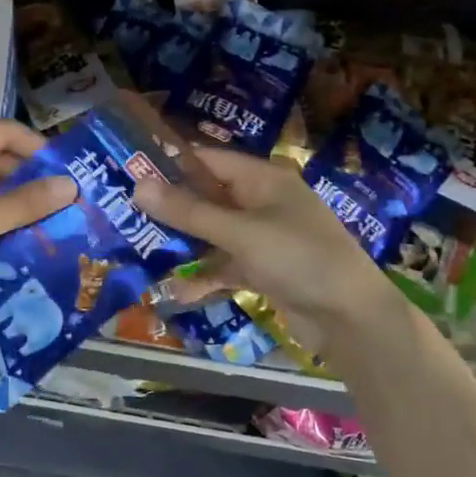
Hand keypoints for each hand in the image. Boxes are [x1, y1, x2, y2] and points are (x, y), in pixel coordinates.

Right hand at [132, 147, 403, 339]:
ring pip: (213, 233)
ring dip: (183, 244)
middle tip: (124, 212)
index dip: (170, 162)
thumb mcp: (240, 232)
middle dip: (170, 207)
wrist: (351, 317)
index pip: (208, 159)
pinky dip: (204, 276)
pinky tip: (176, 292)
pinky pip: (225, 266)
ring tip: (138, 250)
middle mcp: (261, 202)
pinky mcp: (264, 269)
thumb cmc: (298, 258)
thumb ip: (189, 211)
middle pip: (207, 196)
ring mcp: (263, 237)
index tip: (128, 168)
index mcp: (262, 179)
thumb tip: (138, 185)